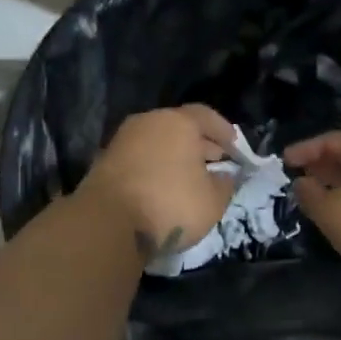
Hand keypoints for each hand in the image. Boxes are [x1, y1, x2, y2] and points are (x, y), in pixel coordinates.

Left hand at [83, 105, 239, 264]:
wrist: (107, 223)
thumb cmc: (169, 205)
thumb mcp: (212, 201)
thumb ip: (225, 185)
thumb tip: (224, 176)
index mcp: (178, 122)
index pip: (206, 116)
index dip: (224, 131)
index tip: (235, 147)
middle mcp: (148, 122)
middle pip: (179, 127)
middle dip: (200, 144)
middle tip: (216, 161)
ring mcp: (123, 140)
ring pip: (157, 142)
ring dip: (175, 157)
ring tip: (190, 177)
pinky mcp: (105, 162)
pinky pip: (140, 158)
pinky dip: (155, 167)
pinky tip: (164, 187)